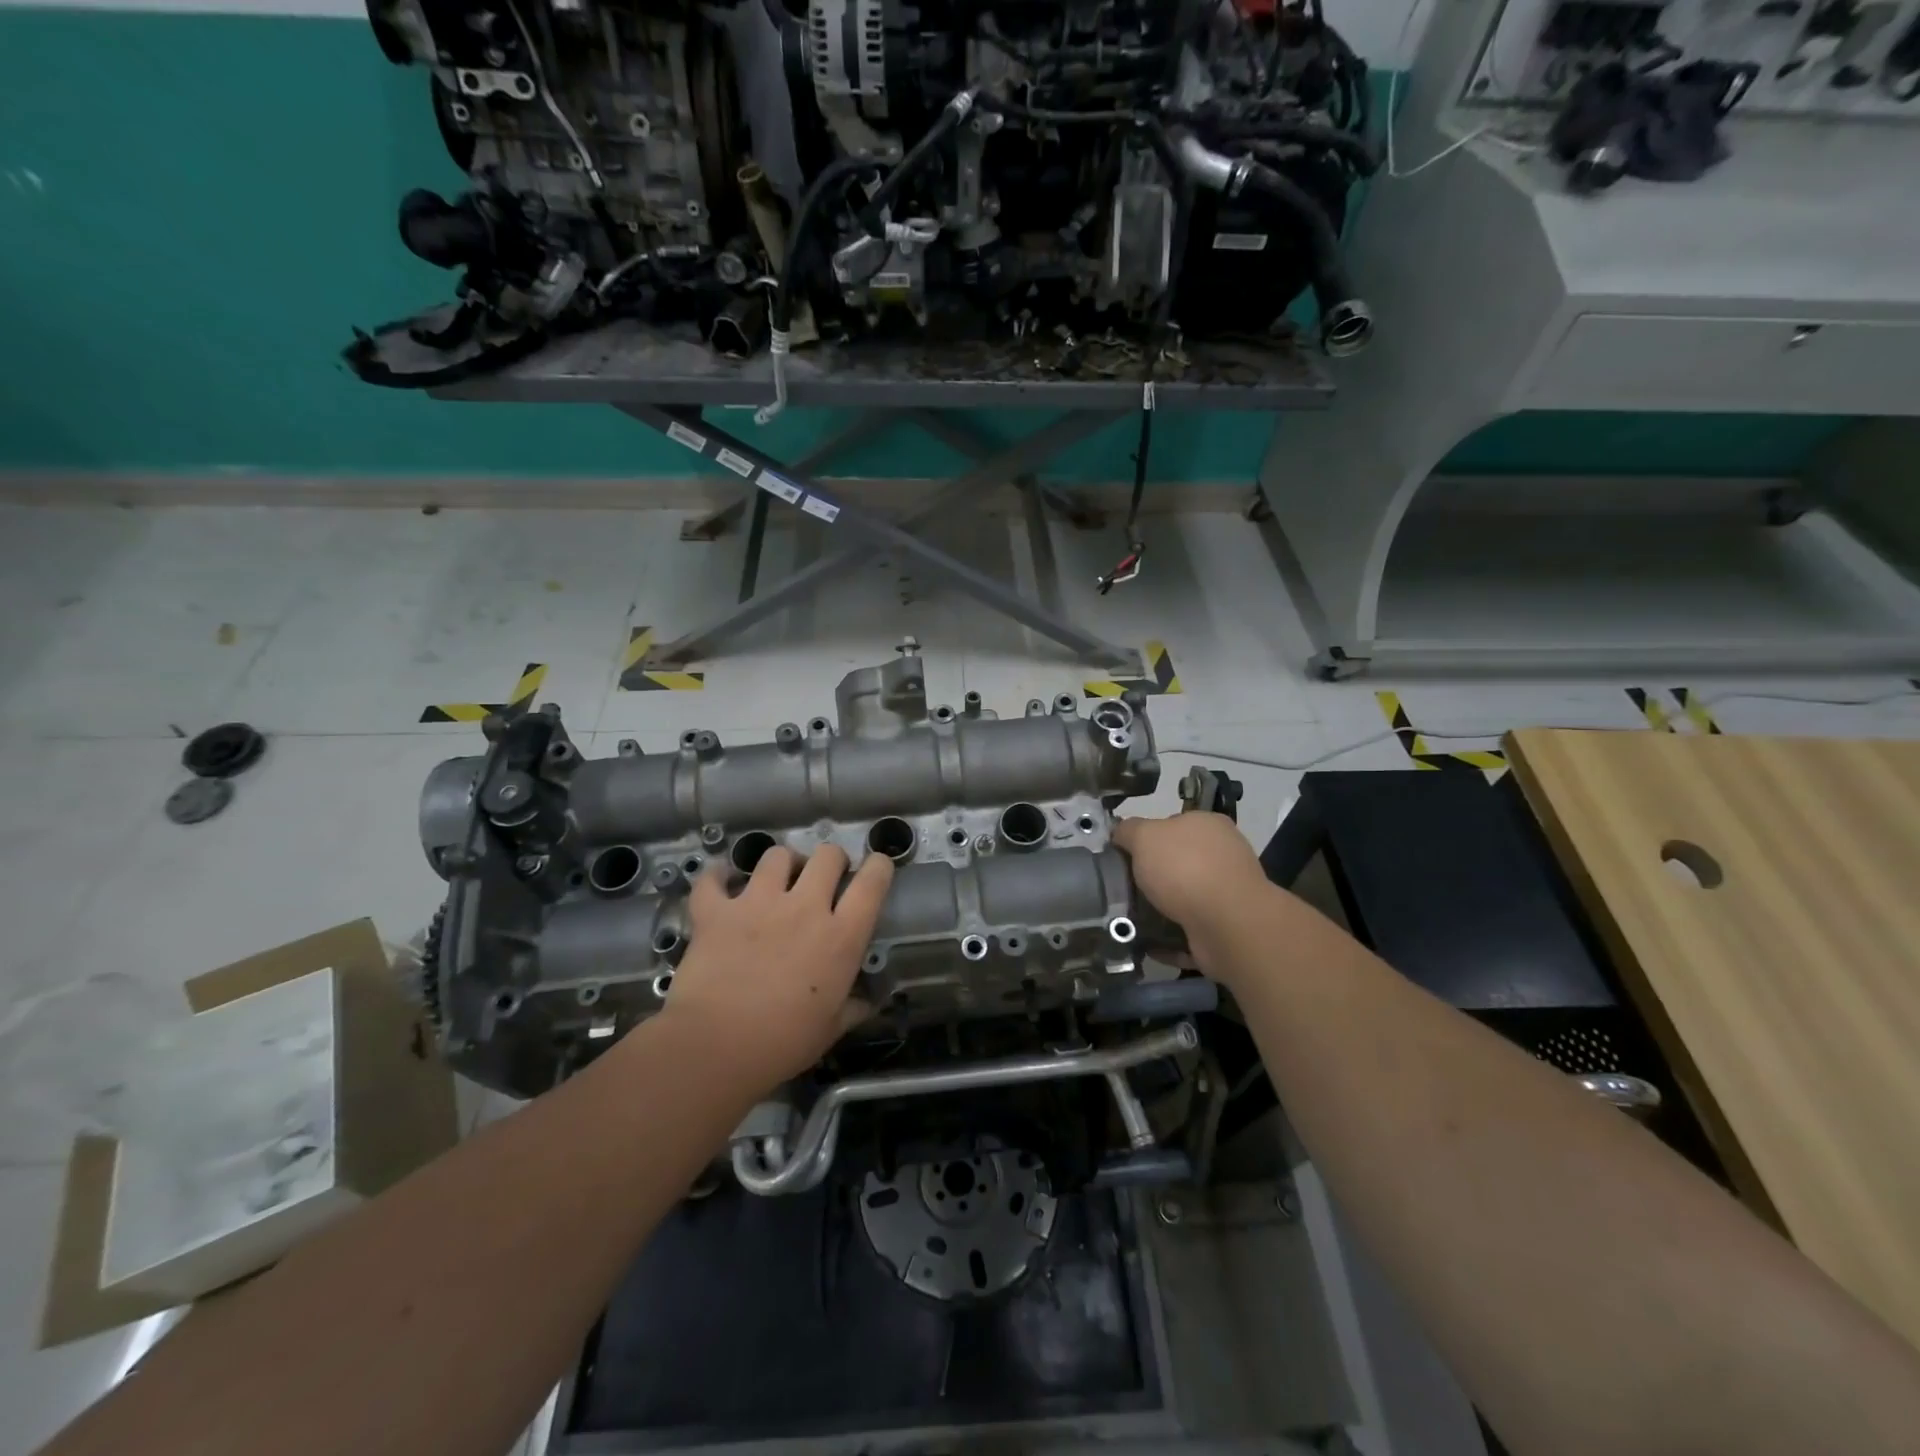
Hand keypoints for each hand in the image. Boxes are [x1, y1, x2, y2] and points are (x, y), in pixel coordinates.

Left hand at [657, 843, 892, 1090]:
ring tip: (776, 879)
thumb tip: (868, 1002)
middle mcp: (804, 907)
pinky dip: (717, 875)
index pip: (872, 883)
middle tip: (823, 878)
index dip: (879, 866)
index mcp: (841, 936)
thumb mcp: (831, 1029)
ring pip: (776, 856)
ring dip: (781, 863)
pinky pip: (714, 878)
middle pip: (827, 856)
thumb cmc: (782, 1043)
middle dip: (830, 860)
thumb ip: (853, 1008)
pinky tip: (720, 880)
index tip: (877, 866)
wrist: (715, 1046)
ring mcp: (757, 903)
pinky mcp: (716, 910)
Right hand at [1111, 812, 1271, 971]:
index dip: (1145, 839)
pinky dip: (1170, 939)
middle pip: (1176, 864)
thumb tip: (1120, 834)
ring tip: (1129, 920)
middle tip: (1122, 890)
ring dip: (1158, 911)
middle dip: (1151, 879)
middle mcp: (1222, 856)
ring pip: (1183, 900)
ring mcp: (1227, 894)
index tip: (1123, 857)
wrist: (1228, 925)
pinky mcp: (1225, 928)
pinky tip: (1149, 944)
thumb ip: (1128, 830)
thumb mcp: (1144, 836)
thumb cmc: (1185, 869)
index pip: (1171, 825)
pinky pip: (1189, 932)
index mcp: (1208, 825)